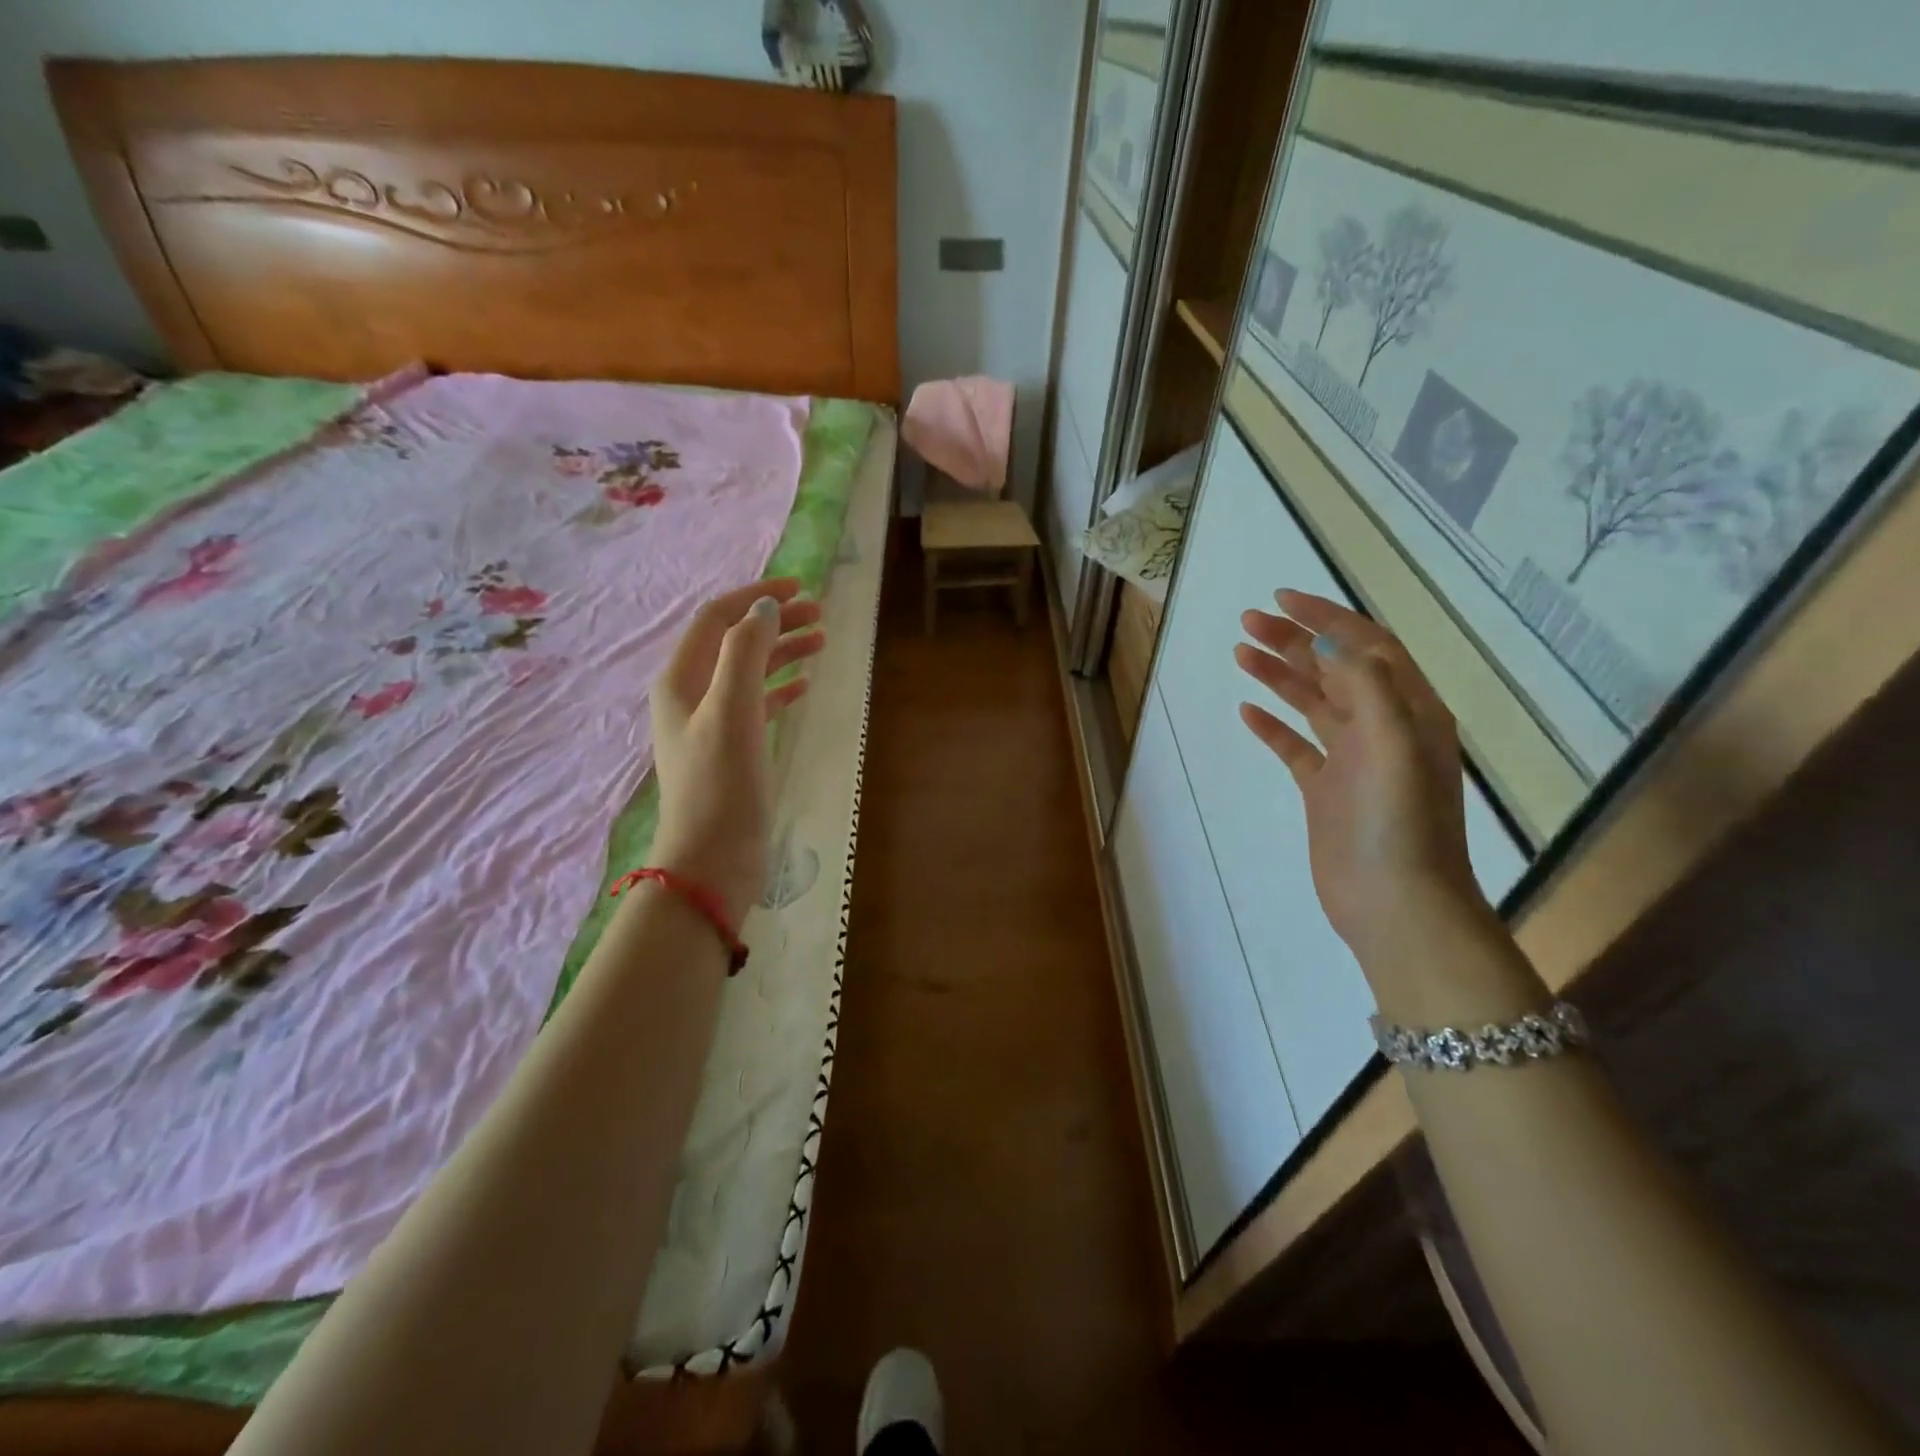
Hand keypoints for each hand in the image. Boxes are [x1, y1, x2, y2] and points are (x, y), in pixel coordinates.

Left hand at [649, 579, 825, 927]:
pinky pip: (757, 704)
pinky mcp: (731, 751)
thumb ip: (747, 651)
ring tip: (821, 642)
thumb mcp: (733, 709)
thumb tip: (767, 608)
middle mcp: (690, 695)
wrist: (713, 859)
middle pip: (734, 642)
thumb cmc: (722, 783)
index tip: (800, 587)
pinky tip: (804, 686)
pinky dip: (780, 688)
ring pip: (748, 672)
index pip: (717, 619)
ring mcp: (710, 725)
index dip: (756, 596)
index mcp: (681, 679)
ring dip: (782, 652)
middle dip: (774, 622)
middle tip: (820, 615)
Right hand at [1234, 590, 1490, 973]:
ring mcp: (1353, 760)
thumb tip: (1327, 640)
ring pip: (1312, 702)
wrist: (1396, 906)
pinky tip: (1247, 710)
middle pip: (1334, 669)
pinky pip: (1296, 746)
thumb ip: (1366, 685)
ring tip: (1240, 652)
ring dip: (1279, 675)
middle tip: (1247, 621)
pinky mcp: (1327, 790)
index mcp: (1410, 710)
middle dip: (1293, 641)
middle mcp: (1383, 728)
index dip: (1326, 618)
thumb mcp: (1395, 744)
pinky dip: (1272, 725)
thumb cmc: (1400, 825)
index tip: (1282, 598)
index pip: (1366, 646)